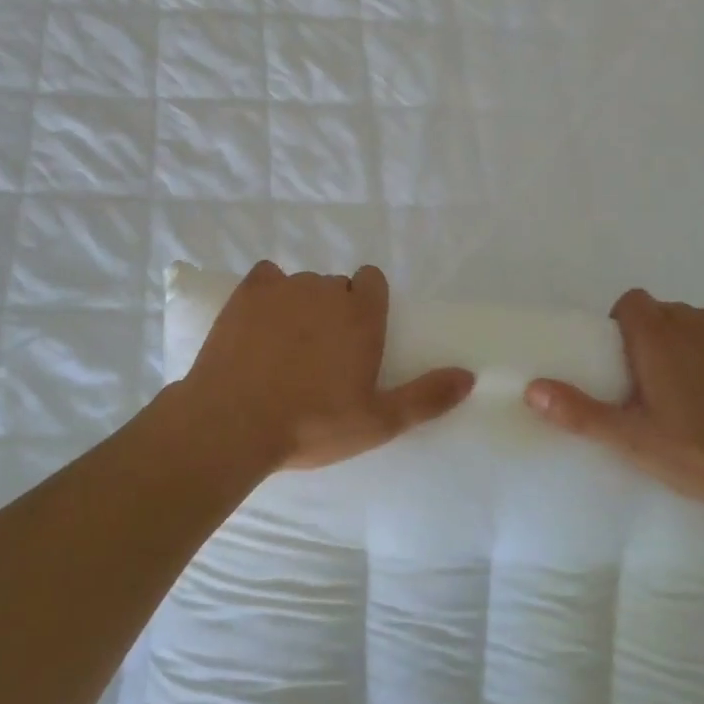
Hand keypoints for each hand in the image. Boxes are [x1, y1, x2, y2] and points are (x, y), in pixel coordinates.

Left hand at [178, 262, 474, 470]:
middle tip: (319, 355)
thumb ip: (426, 397)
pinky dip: (265, 294)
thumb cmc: (312, 425)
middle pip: (336, 286)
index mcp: (361, 315)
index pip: (372, 280)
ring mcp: (284, 287)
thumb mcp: (378, 422)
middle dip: (332, 310)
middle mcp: (325, 290)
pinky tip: (258, 326)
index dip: (366, 304)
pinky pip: (265, 278)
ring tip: (283, 348)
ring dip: (299, 305)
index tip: (355, 338)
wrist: (233, 422)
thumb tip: (470, 376)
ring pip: (300, 285)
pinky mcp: (247, 292)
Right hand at [524, 289, 703, 509]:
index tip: (622, 362)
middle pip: (661, 312)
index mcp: (659, 335)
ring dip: (682, 340)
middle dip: (650, 336)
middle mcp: (694, 321)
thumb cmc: (692, 452)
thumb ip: (578, 411)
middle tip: (648, 382)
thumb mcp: (628, 438)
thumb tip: (532, 389)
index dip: (621, 323)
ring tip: (685, 387)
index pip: (632, 302)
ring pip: (693, 321)